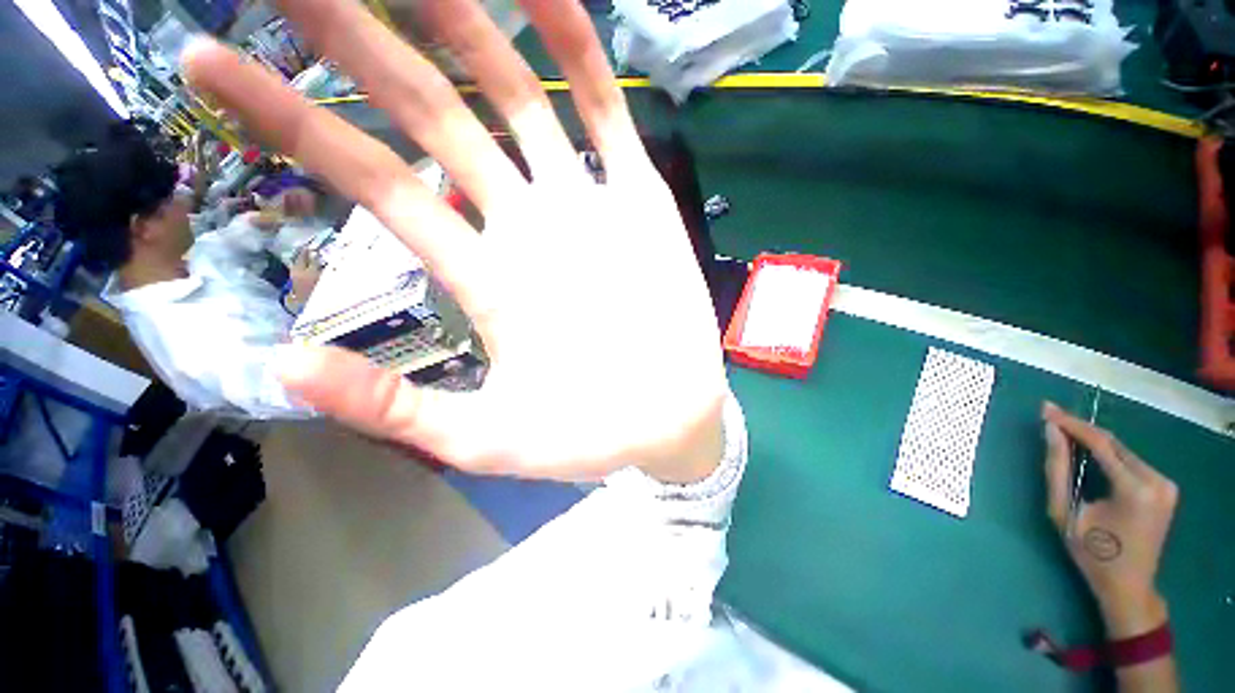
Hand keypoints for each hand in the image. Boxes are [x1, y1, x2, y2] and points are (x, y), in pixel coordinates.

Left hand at [183, 0, 728, 482]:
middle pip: (431, 112)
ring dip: (468, 25)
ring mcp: (585, 209)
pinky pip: (605, 115)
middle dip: (360, 40)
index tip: (208, 64)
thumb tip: (281, 365)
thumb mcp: (483, 438)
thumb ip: (391, 407)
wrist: (666, 422)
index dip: (287, 119)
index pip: (371, 179)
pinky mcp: (640, 205)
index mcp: (486, 279)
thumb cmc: (587, 437)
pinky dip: (578, 56)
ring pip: (519, 97)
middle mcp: (524, 228)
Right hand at [1042, 402, 1178, 635]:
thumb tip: (1051, 432)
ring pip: (1123, 451)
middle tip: (1051, 418)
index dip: (1071, 424)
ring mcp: (1166, 484)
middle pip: (1114, 444)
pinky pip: (1131, 462)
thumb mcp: (1066, 512)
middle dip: (1082, 431)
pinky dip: (1108, 455)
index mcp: (1135, 489)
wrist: (1129, 586)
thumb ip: (1058, 470)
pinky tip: (1091, 456)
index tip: (1046, 409)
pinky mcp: (1166, 488)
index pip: (1100, 444)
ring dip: (1094, 443)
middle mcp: (1157, 480)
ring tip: (1066, 435)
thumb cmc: (1092, 553)